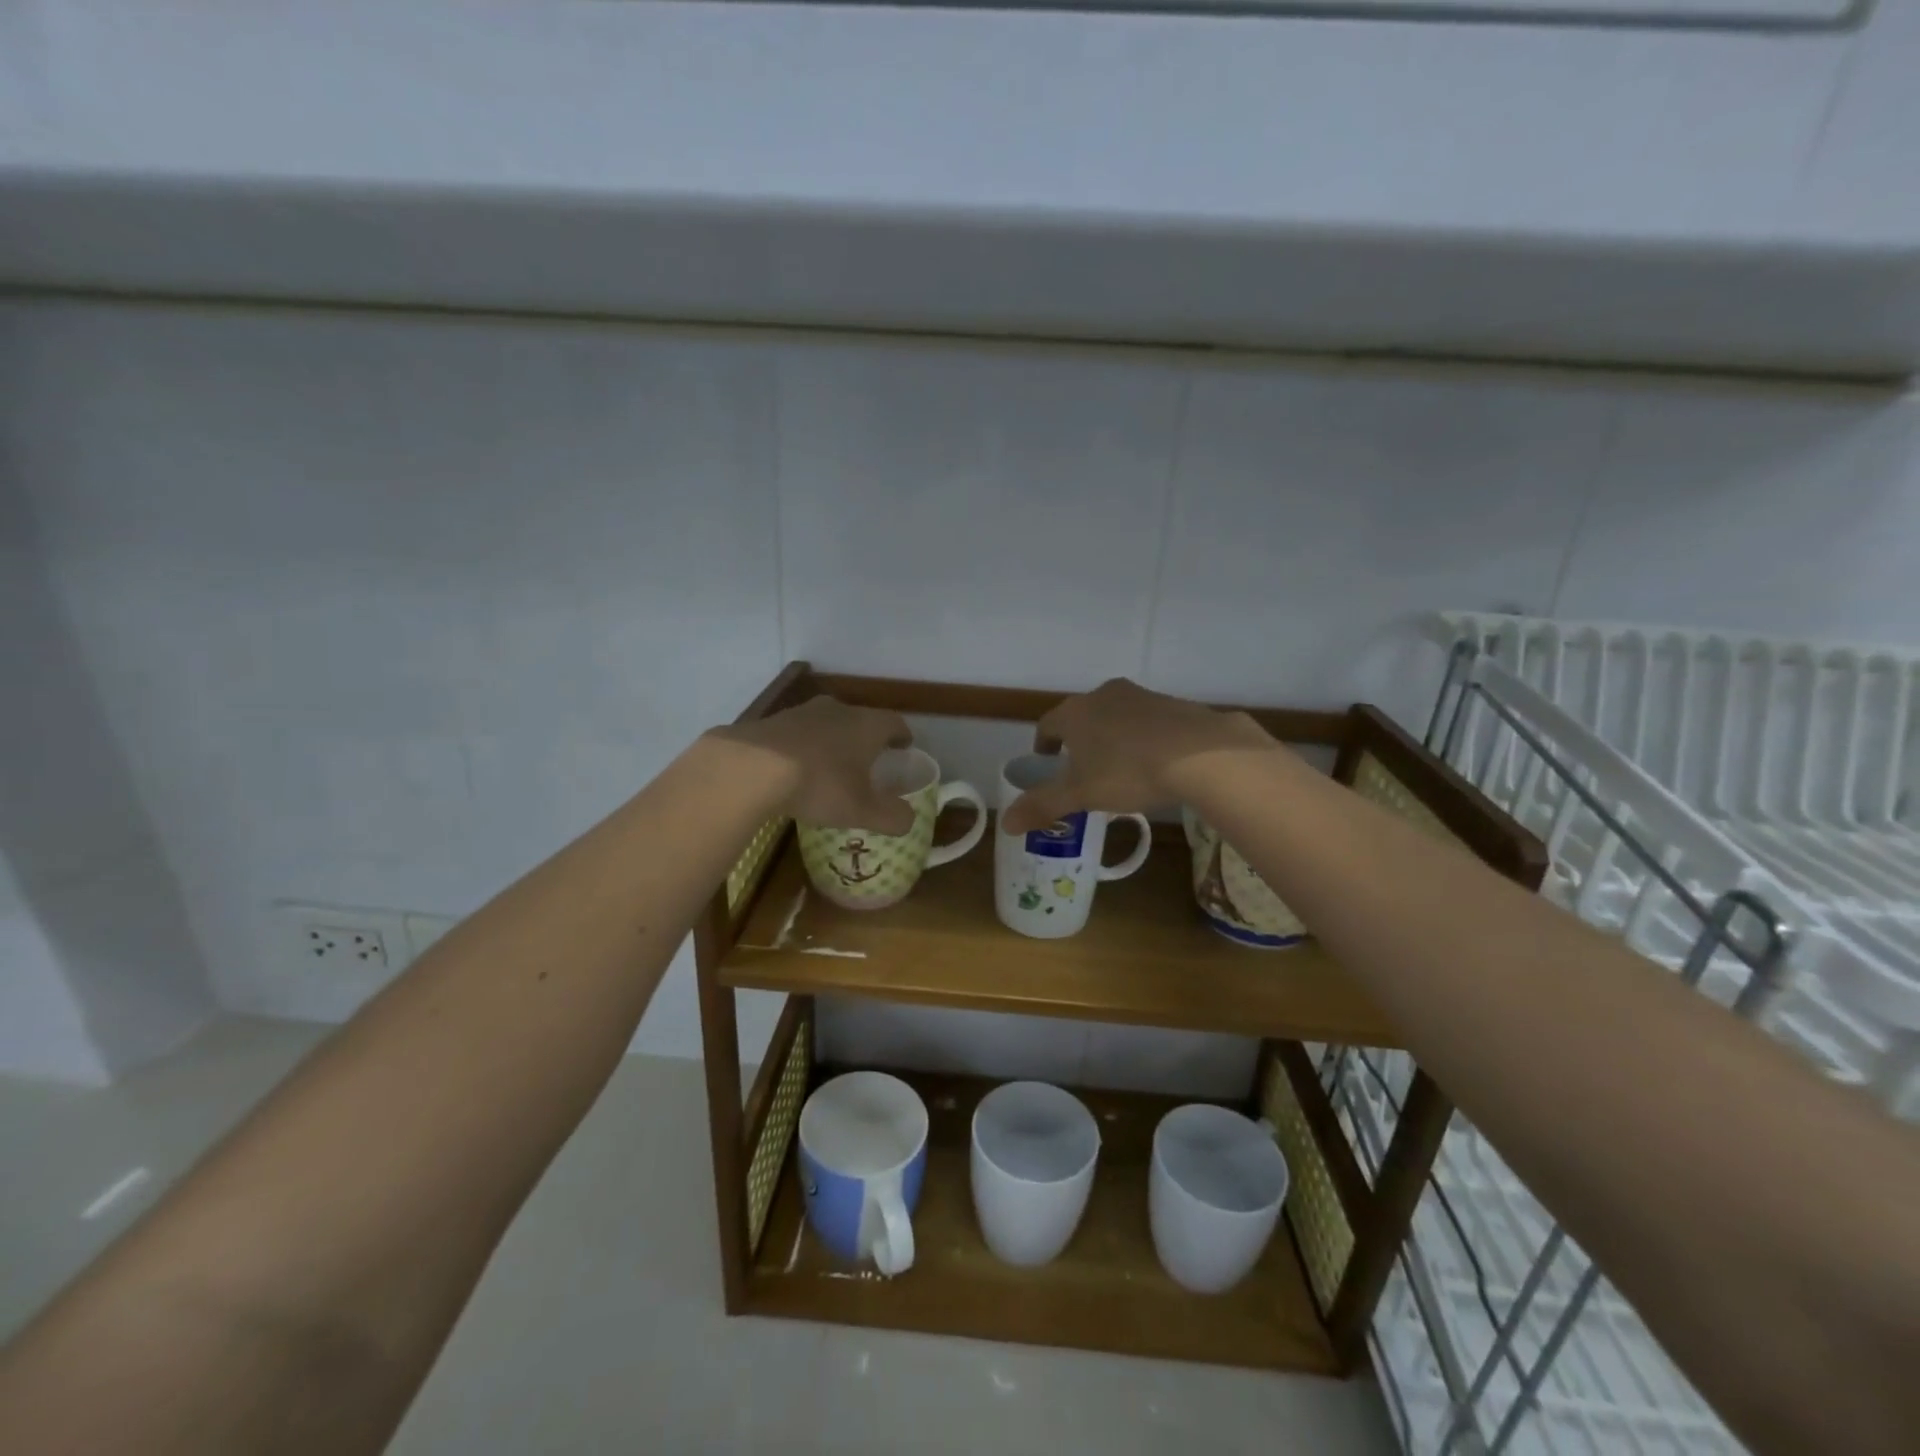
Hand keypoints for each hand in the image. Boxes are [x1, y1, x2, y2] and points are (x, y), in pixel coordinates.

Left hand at [709, 696, 915, 833]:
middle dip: (865, 738)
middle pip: (859, 719)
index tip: (904, 747)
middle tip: (867, 761)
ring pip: (826, 724)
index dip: (902, 736)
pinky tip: (794, 769)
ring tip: (829, 765)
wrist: (751, 767)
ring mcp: (801, 712)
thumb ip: (892, 817)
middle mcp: (838, 710)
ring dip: (831, 741)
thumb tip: (909, 819)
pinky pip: (796, 733)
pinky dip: (802, 747)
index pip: (894, 723)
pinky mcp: (772, 721)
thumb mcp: (862, 810)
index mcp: (866, 725)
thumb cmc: (819, 784)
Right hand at [1002, 678, 1273, 833]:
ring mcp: (1141, 696)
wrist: (1201, 754)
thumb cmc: (1127, 771)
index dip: (1044, 745)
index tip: (1047, 762)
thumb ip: (1042, 805)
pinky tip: (1155, 763)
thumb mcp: (1080, 795)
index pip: (1047, 724)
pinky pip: (1147, 721)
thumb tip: (1004, 823)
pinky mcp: (1173, 704)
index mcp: (1075, 712)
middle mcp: (1104, 695)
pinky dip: (1143, 737)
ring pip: (1116, 716)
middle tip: (1082, 769)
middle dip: (1079, 740)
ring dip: (1111, 736)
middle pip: (1082, 717)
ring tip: (1120, 768)